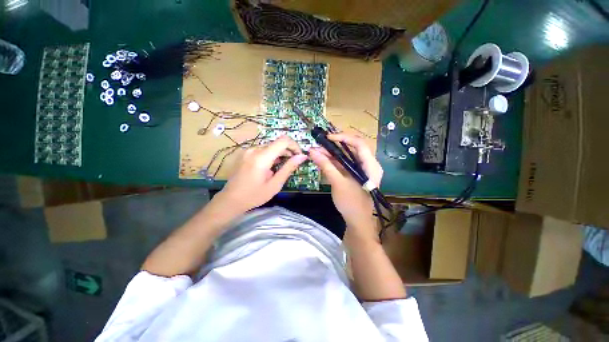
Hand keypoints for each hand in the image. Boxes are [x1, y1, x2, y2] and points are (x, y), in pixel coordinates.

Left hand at [217, 136, 306, 212]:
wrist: (230, 200)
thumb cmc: (254, 195)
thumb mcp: (275, 184)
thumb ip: (288, 168)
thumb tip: (302, 156)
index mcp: (262, 157)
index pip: (283, 140)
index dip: (294, 145)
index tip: (299, 156)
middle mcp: (254, 149)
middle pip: (277, 143)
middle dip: (288, 151)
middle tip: (294, 163)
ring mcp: (248, 151)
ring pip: (270, 146)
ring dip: (280, 153)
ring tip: (283, 166)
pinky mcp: (245, 154)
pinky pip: (262, 150)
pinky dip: (271, 155)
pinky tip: (272, 166)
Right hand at [309, 133, 382, 233]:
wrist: (357, 221)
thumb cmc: (351, 203)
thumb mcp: (337, 183)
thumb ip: (325, 165)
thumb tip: (312, 151)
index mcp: (370, 165)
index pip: (359, 143)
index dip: (343, 138)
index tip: (327, 138)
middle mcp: (368, 164)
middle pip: (353, 148)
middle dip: (335, 146)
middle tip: (319, 146)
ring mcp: (362, 169)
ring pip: (347, 156)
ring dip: (333, 153)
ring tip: (318, 152)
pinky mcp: (355, 174)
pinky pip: (345, 164)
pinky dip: (334, 162)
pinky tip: (323, 160)